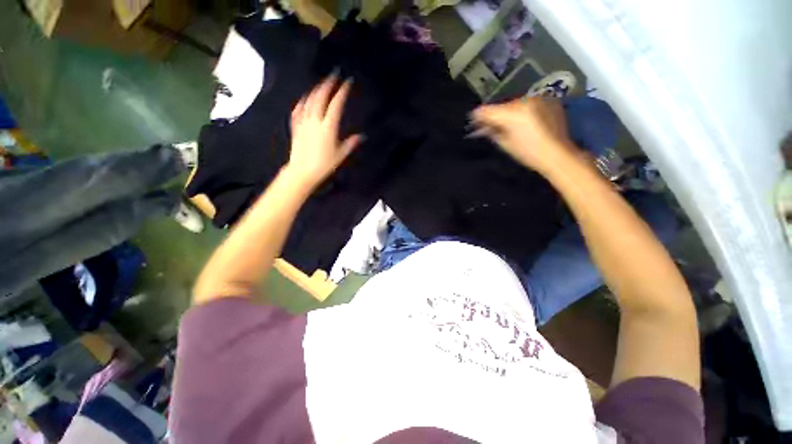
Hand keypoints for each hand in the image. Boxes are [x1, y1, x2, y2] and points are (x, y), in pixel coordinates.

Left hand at [284, 76, 362, 188]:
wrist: (302, 171)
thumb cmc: (323, 164)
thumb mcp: (340, 155)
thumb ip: (350, 143)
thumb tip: (361, 137)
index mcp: (328, 127)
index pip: (336, 104)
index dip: (342, 92)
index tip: (347, 82)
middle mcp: (315, 121)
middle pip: (320, 97)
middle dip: (327, 84)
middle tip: (334, 75)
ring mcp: (303, 123)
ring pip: (309, 101)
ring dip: (315, 90)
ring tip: (321, 84)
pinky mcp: (296, 127)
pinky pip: (298, 110)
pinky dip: (302, 102)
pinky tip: (305, 98)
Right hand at [471, 97, 582, 174]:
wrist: (558, 154)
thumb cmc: (529, 153)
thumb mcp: (506, 145)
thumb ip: (492, 132)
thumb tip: (481, 127)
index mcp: (513, 113)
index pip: (489, 110)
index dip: (479, 115)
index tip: (473, 119)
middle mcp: (526, 101)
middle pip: (502, 106)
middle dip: (495, 115)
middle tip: (488, 124)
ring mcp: (538, 99)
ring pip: (515, 104)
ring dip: (509, 113)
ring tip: (506, 124)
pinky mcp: (548, 100)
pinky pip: (528, 104)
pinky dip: (522, 111)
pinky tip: (522, 121)